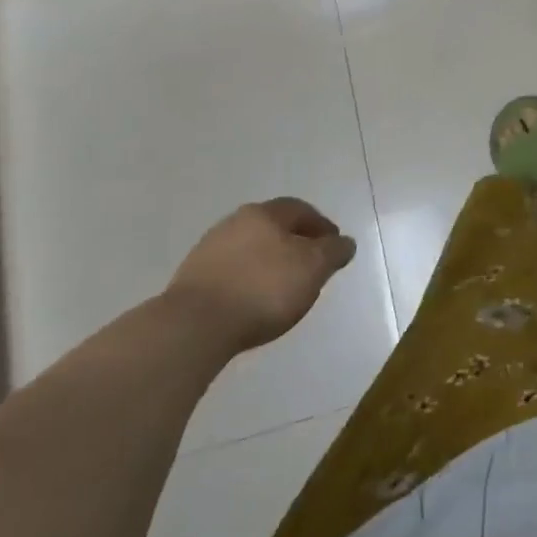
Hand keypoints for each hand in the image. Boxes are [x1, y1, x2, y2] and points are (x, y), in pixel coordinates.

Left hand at [164, 198, 356, 356]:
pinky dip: (247, 280)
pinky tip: (252, 301)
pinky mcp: (192, 279)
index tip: (334, 247)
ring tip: (281, 288)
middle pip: (273, 227)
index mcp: (265, 213)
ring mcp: (209, 249)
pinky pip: (231, 272)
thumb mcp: (313, 269)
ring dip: (268, 262)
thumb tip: (345, 242)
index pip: (301, 210)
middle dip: (294, 243)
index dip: (321, 226)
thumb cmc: (263, 289)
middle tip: (310, 266)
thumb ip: (333, 252)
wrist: (194, 326)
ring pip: (250, 249)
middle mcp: (235, 222)